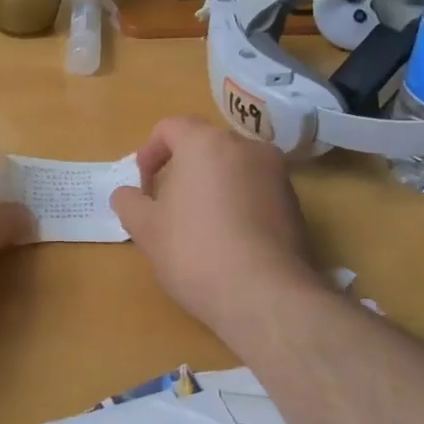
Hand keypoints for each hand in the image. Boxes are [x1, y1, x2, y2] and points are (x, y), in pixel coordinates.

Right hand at [110, 117, 323, 332]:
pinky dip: (238, 204)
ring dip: (212, 186)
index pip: (170, 127)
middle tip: (166, 206)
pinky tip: (229, 241)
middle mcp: (247, 147)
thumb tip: (128, 194)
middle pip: (205, 146)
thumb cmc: (195, 252)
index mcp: (206, 144)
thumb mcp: (146, 229)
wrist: (265, 296)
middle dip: (181, 169)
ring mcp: (277, 174)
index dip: (149, 152)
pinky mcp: (295, 203)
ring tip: (199, 226)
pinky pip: (256, 191)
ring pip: (233, 168)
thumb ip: (129, 202)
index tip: (142, 186)